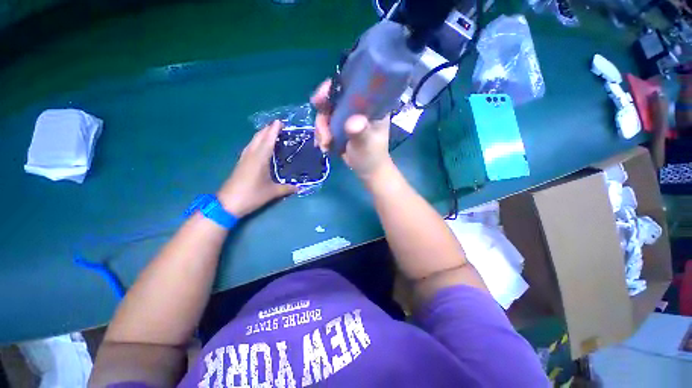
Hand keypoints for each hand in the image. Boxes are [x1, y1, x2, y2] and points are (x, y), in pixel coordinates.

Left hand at [218, 121, 296, 216]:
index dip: (273, 130)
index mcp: (260, 159)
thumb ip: (287, 188)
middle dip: (267, 129)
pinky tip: (259, 145)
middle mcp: (251, 156)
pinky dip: (256, 142)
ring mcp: (244, 159)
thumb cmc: (252, 195)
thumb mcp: (272, 192)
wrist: (228, 203)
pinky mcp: (240, 164)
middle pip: (258, 138)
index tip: (279, 121)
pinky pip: (250, 148)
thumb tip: (300, 187)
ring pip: (252, 142)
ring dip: (261, 135)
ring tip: (269, 131)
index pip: (268, 141)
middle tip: (277, 125)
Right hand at [311, 79, 392, 181]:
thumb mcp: (366, 144)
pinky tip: (325, 147)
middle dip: (322, 116)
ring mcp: (346, 117)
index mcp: (369, 105)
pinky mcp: (339, 127)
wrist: (367, 170)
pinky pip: (324, 125)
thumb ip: (360, 133)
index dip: (332, 88)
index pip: (350, 86)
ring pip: (325, 114)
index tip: (320, 99)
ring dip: (321, 131)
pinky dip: (321, 136)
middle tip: (322, 133)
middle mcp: (356, 107)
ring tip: (325, 146)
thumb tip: (353, 122)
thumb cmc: (371, 156)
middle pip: (332, 100)